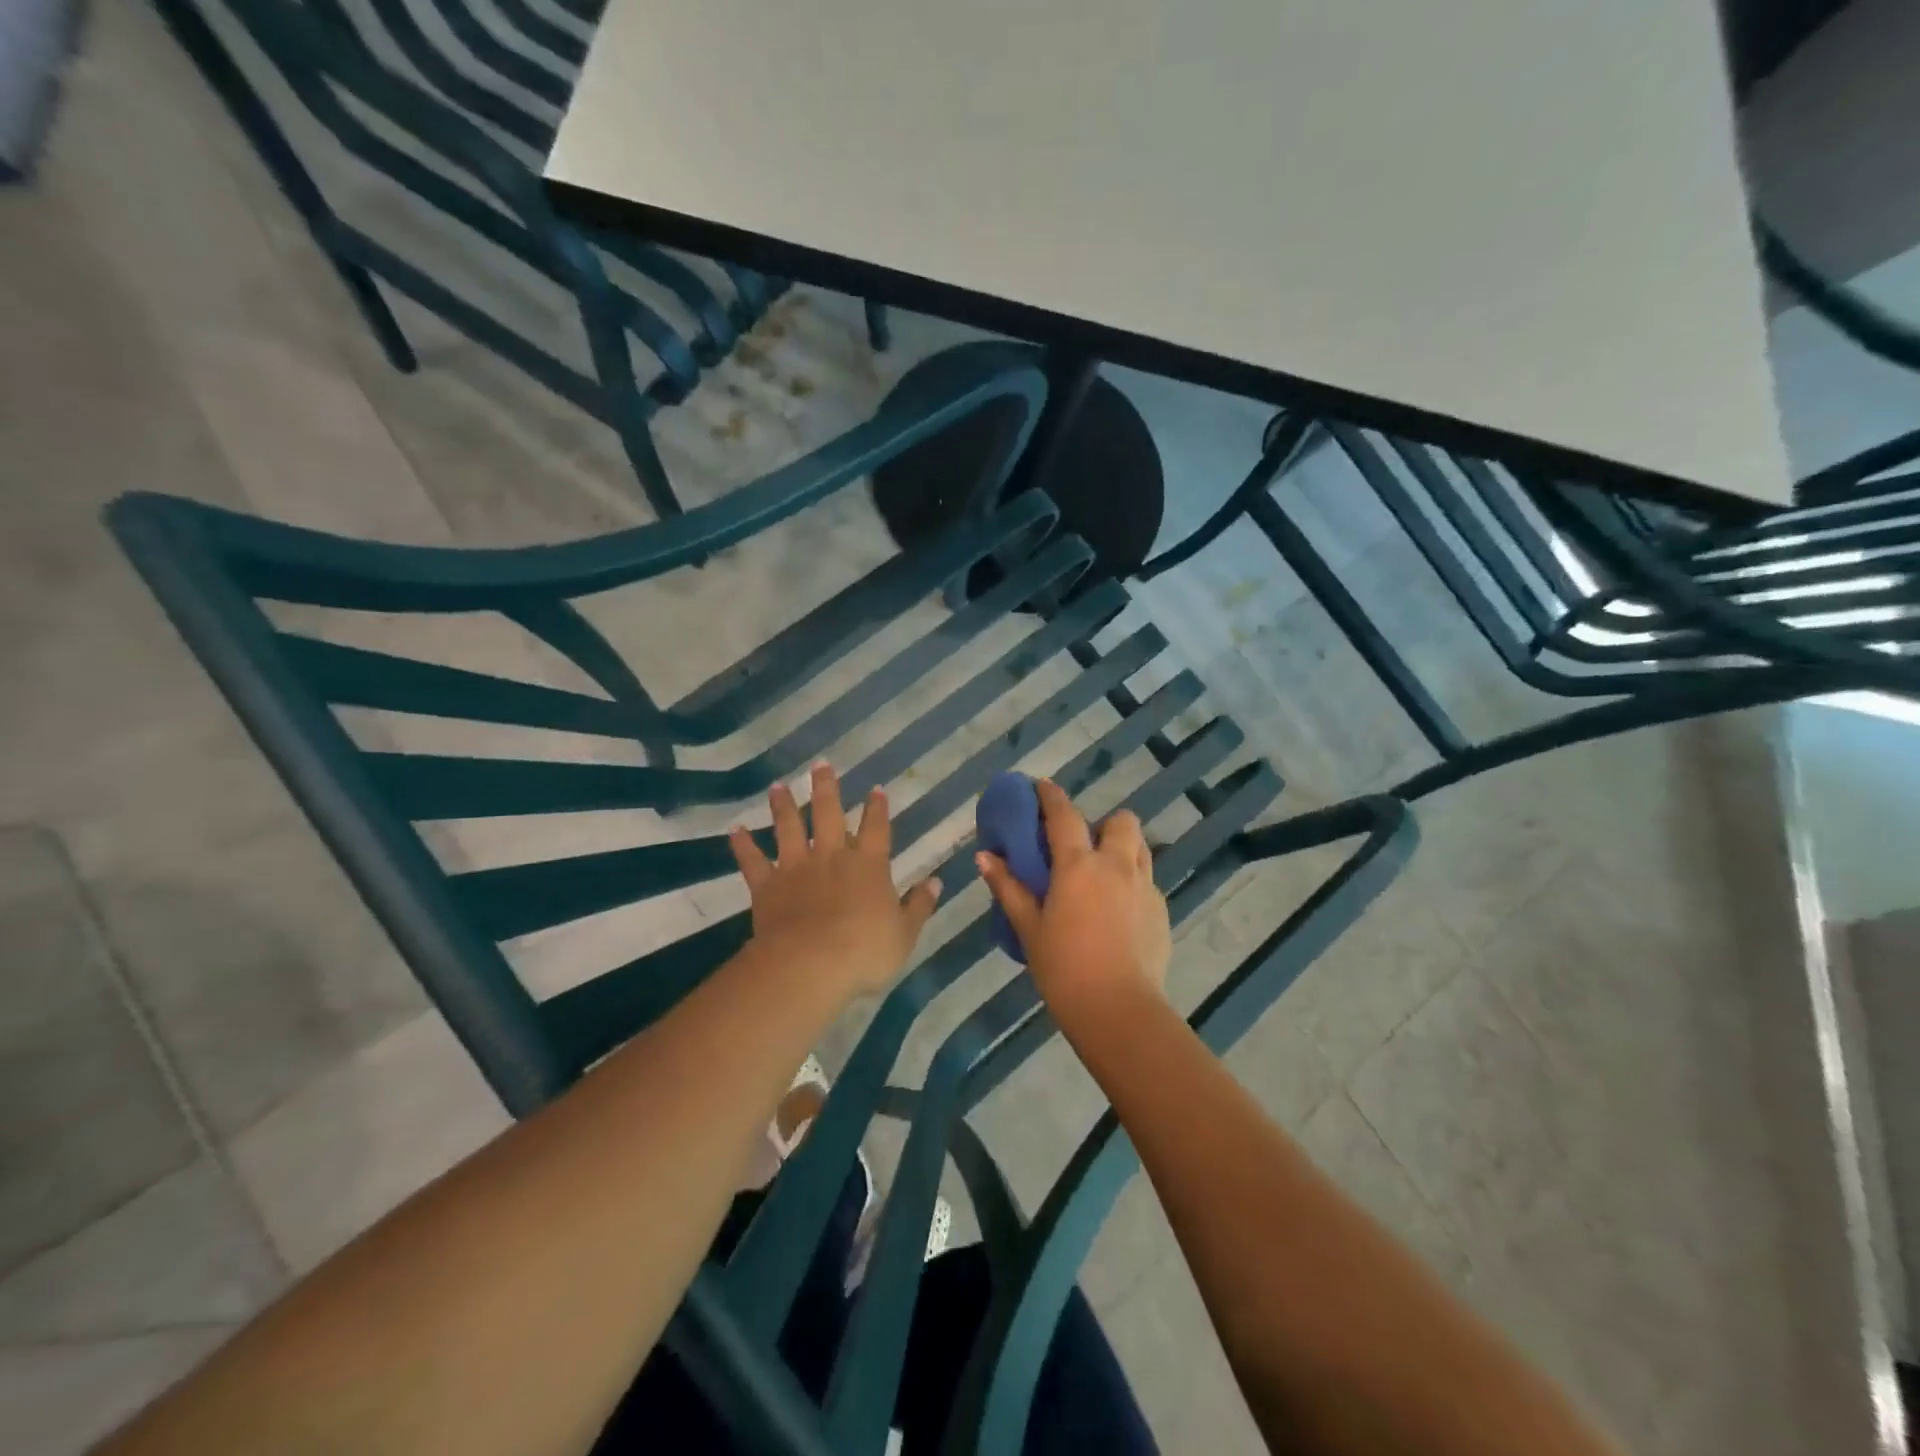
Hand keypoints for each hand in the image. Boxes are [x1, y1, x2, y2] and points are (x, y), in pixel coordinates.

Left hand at [729, 764, 941, 997]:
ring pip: (789, 828)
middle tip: (820, 765)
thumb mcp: (905, 933)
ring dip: (783, 806)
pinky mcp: (767, 886)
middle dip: (826, 788)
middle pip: (828, 814)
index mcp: (868, 865)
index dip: (877, 808)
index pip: (876, 829)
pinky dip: (743, 845)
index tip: (875, 789)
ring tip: (777, 786)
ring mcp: (796, 868)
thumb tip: (936, 881)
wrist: (811, 964)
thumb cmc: (865, 951)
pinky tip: (735, 830)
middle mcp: (832, 857)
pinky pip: (752, 861)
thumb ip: (919, 905)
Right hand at [977, 779, 1170, 1014]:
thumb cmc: (1064, 968)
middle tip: (1083, 849)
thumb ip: (1009, 888)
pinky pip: (1147, 882)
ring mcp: (1145, 887)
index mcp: (1079, 865)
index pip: (1064, 815)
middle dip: (1103, 824)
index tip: (1041, 786)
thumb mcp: (1029, 928)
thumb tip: (985, 857)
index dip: (1051, 796)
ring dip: (1122, 849)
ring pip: (1140, 848)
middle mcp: (1116, 866)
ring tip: (1103, 877)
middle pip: (1120, 821)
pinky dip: (1132, 884)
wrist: (1118, 1010)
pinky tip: (1118, 914)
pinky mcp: (1162, 911)